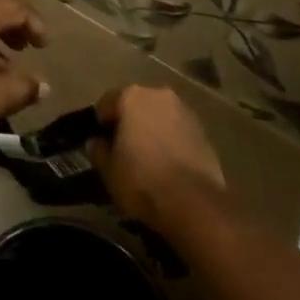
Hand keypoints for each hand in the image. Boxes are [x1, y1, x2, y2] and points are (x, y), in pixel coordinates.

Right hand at [87, 85, 225, 229]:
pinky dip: (171, 143)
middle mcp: (159, 95)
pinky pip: (179, 133)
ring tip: (147, 159)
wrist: (194, 204)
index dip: (101, 123)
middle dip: (129, 123)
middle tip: (123, 149)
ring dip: (152, 131)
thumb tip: (96, 142)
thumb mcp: (108, 170)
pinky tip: (168, 166)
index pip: (107, 103)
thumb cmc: (142, 180)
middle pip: (137, 106)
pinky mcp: (204, 133)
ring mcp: (185, 112)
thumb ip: (98, 151)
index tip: (100, 142)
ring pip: (160, 117)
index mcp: (132, 96)